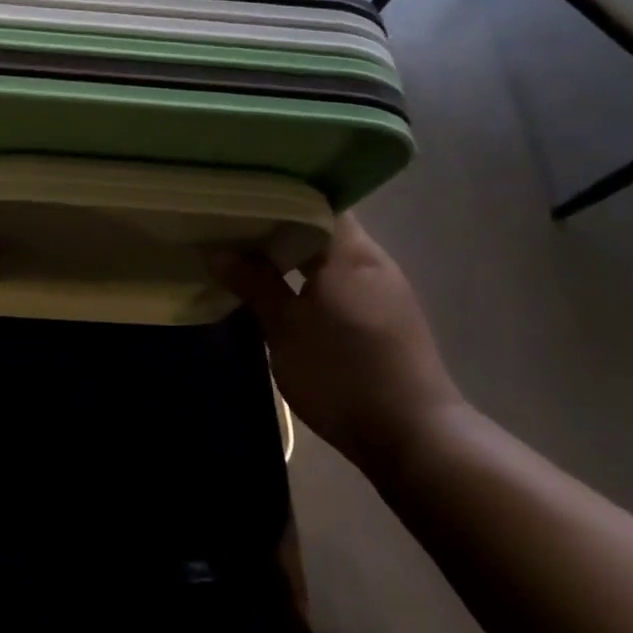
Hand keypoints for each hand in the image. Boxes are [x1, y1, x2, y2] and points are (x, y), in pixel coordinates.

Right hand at [215, 213, 462, 478]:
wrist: (414, 437)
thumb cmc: (343, 373)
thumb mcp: (285, 329)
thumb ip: (254, 284)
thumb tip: (218, 250)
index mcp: (349, 252)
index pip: (314, 199)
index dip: (277, 194)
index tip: (240, 196)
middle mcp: (372, 260)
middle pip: (322, 225)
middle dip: (279, 224)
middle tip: (234, 225)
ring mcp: (384, 289)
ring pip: (332, 254)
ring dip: (295, 253)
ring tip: (250, 255)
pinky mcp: (386, 317)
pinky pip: (342, 279)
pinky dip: (312, 277)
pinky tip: (285, 291)